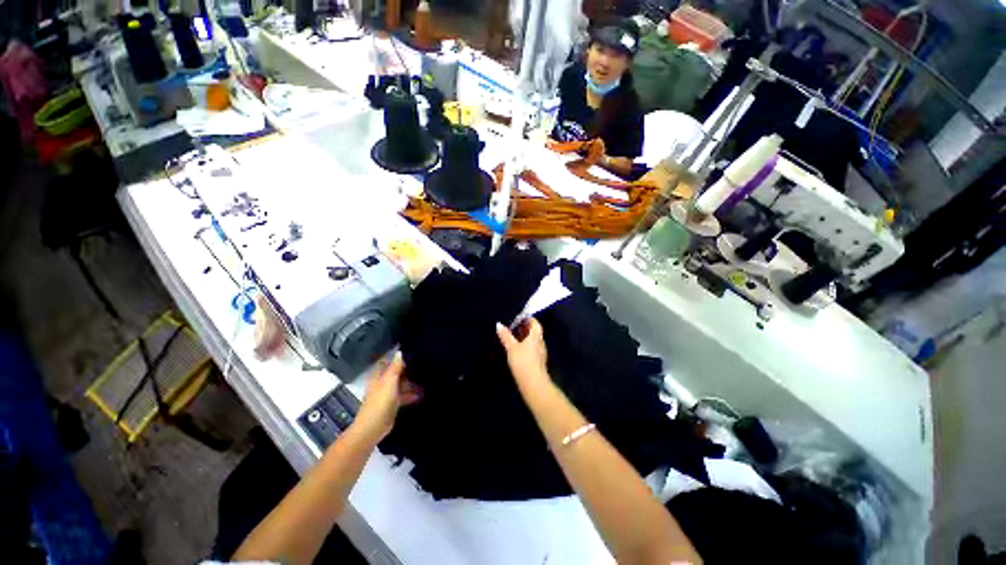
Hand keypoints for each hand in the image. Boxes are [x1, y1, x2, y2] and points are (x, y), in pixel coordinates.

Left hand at [351, 352, 421, 443]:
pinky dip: (411, 394)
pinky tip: (422, 394)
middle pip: (396, 373)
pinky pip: (404, 396)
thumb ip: (395, 367)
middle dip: (408, 369)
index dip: (398, 357)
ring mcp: (387, 394)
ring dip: (411, 382)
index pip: (388, 362)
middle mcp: (383, 383)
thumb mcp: (389, 382)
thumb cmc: (380, 402)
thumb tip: (399, 351)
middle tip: (424, 364)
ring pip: (401, 384)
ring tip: (427, 378)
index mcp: (379, 376)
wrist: (372, 429)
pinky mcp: (392, 405)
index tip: (412, 352)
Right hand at [496, 319, 549, 388]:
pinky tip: (519, 352)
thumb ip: (506, 336)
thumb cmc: (523, 362)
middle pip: (535, 332)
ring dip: (526, 338)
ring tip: (515, 339)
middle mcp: (541, 343)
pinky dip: (527, 347)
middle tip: (515, 328)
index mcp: (536, 336)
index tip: (519, 318)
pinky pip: (534, 349)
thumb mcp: (511, 348)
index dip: (528, 319)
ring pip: (535, 341)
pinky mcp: (539, 362)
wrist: (533, 384)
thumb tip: (499, 324)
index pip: (535, 323)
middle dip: (526, 329)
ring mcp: (541, 353)